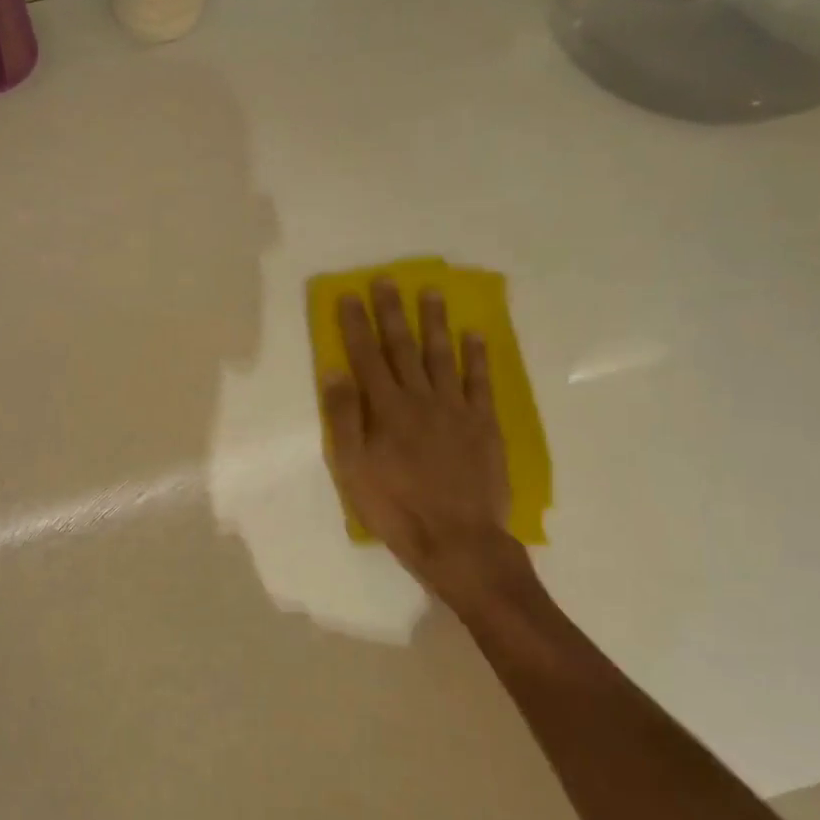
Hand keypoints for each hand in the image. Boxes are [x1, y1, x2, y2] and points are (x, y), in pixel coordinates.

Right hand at [322, 280, 529, 599]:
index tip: (349, 295)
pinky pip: (480, 381)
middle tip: (387, 280)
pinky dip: (477, 356)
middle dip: (392, 312)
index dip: (356, 324)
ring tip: (431, 292)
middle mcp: (420, 398)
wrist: (457, 540)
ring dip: (435, 322)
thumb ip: (344, 418)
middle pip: (403, 347)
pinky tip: (474, 334)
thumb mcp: (352, 469)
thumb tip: (335, 371)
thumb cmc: (395, 507)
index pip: (366, 356)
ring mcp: (456, 409)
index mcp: (385, 409)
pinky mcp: (484, 424)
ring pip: (443, 355)